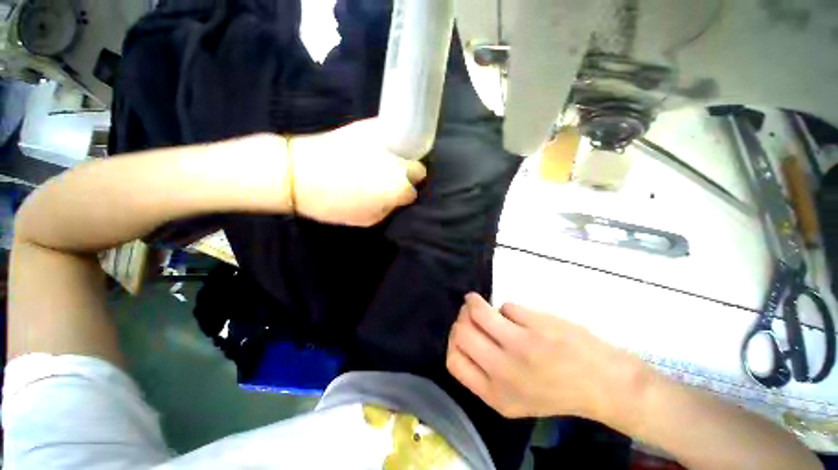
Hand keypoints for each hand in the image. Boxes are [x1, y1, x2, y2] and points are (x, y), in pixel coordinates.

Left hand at [290, 119, 426, 225]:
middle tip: (393, 179)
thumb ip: (388, 209)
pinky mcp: (371, 125)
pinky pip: (391, 134)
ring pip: (407, 151)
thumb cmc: (332, 203)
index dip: (405, 195)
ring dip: (402, 159)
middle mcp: (399, 163)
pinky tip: (377, 148)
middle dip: (409, 175)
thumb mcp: (366, 219)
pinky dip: (390, 142)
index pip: (414, 192)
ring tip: (385, 163)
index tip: (395, 195)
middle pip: (418, 168)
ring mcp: (386, 142)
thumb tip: (396, 199)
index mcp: (398, 188)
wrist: (297, 171)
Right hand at [446, 293, 648, 420]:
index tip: (462, 331)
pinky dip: (508, 308)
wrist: (604, 384)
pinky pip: (505, 306)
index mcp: (495, 395)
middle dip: (462, 317)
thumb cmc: (556, 390)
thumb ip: (485, 375)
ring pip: (477, 311)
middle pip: (460, 332)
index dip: (453, 340)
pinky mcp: (536, 325)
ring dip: (474, 302)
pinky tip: (521, 316)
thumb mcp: (514, 399)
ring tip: (479, 302)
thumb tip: (464, 333)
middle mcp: (503, 372)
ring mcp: (520, 346)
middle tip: (470, 313)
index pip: (453, 361)